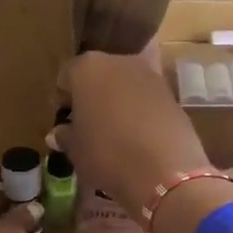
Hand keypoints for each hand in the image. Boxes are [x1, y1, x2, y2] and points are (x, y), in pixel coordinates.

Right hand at [56, 50, 209, 223]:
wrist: (164, 171)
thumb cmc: (107, 154)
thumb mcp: (76, 150)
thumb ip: (65, 135)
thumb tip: (59, 133)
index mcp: (87, 68)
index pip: (66, 77)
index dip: (63, 100)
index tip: (65, 122)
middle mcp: (119, 61)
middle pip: (99, 75)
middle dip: (92, 96)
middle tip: (89, 126)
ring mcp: (150, 75)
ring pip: (125, 85)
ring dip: (119, 102)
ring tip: (116, 133)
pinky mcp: (173, 94)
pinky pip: (147, 99)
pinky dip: (141, 112)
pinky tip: (139, 137)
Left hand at [71, 0, 191, 53]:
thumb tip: (69, 27)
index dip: (75, 22)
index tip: (67, 43)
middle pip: (107, 8)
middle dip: (94, 38)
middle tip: (84, 58)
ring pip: (130, 20)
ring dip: (116, 46)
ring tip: (104, 61)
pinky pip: (150, 23)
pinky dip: (136, 42)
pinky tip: (125, 52)